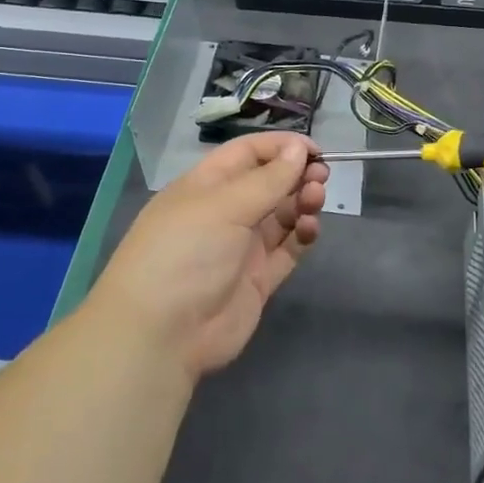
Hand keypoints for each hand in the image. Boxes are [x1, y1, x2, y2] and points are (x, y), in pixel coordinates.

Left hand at [93, 134, 328, 379]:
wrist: (162, 335)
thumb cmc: (186, 253)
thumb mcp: (225, 206)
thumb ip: (268, 178)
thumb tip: (299, 148)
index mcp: (207, 186)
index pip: (248, 153)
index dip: (281, 147)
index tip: (314, 150)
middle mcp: (225, 212)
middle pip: (269, 183)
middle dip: (297, 174)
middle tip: (321, 175)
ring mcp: (242, 247)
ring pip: (282, 214)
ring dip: (302, 202)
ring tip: (315, 199)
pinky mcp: (258, 279)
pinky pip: (288, 249)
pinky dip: (303, 235)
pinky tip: (310, 228)